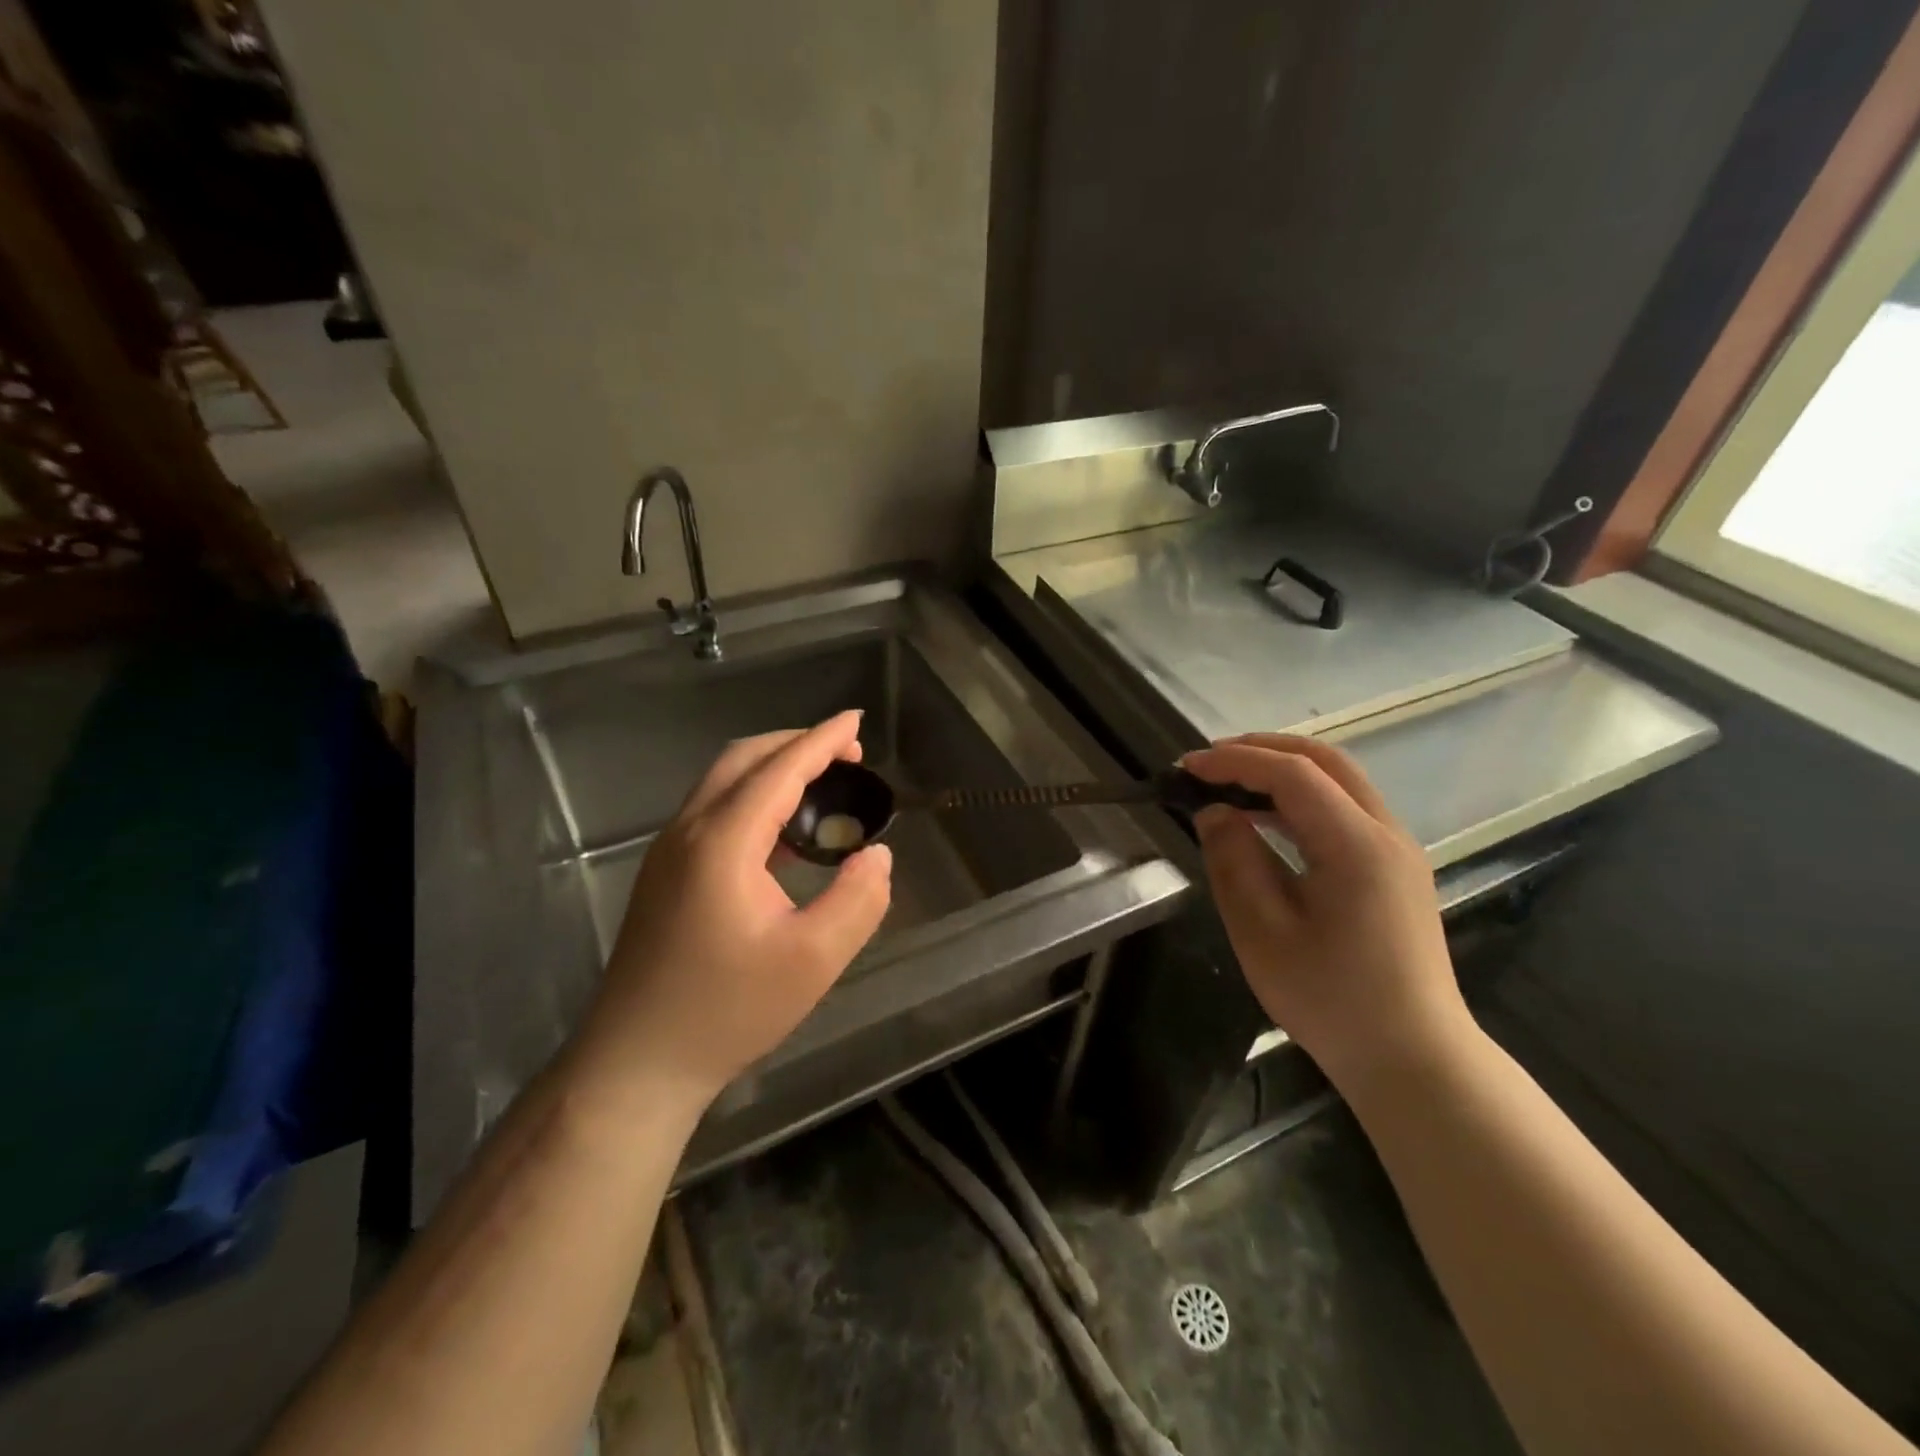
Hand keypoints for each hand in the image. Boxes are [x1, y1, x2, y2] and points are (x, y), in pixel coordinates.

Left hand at [570, 711, 892, 1112]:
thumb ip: (858, 899)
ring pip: (724, 783)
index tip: (857, 720)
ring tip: (823, 783)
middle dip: (797, 743)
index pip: (780, 769)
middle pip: (743, 759)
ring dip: (773, 768)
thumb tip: (878, 855)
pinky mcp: (664, 875)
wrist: (637, 1063)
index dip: (823, 740)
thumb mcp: (813, 960)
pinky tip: (785, 833)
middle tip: (848, 753)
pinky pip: (714, 812)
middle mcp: (689, 831)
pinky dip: (754, 798)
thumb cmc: (728, 1011)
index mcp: (723, 841)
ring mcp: (669, 853)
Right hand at [1182, 734, 1469, 1089]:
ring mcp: (1397, 849)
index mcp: (1356, 845)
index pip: (1292, 774)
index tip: (1186, 769)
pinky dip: (1302, 797)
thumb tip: (1215, 812)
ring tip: (1228, 782)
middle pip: (1325, 760)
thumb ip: (1234, 862)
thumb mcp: (1263, 933)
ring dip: (1282, 769)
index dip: (1234, 761)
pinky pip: (1346, 808)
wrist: (1413, 1058)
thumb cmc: (1331, 1000)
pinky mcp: (1395, 868)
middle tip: (1208, 762)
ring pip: (1340, 780)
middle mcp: (1386, 833)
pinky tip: (1266, 818)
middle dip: (1262, 749)